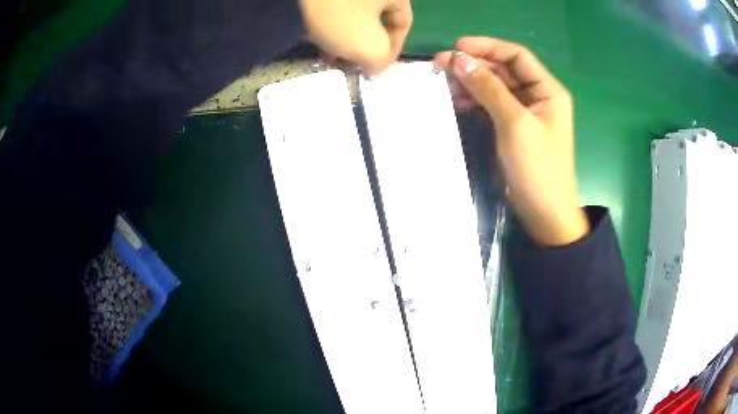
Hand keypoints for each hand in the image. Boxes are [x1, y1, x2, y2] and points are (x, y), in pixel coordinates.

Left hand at [299, 0, 412, 76]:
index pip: (403, 22)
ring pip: (353, 13)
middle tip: (350, 65)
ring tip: (328, 57)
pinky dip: (329, 23)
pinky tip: (316, 39)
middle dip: (362, 46)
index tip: (376, 68)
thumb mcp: (370, 47)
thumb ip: (381, 61)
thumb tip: (375, 68)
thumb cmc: (341, 17)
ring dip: (343, 38)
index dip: (393, 50)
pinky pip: (334, 6)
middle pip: (375, 18)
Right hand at [435, 37, 588, 245]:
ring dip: (472, 82)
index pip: (516, 56)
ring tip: (445, 82)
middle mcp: (538, 96)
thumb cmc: (538, 168)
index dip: (488, 47)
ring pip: (496, 86)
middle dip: (475, 64)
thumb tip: (460, 60)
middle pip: (504, 70)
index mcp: (547, 90)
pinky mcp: (514, 128)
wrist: (545, 213)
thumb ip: (489, 89)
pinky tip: (459, 100)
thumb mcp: (515, 124)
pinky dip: (476, 100)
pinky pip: (493, 105)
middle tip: (441, 64)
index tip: (457, 47)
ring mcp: (525, 113)